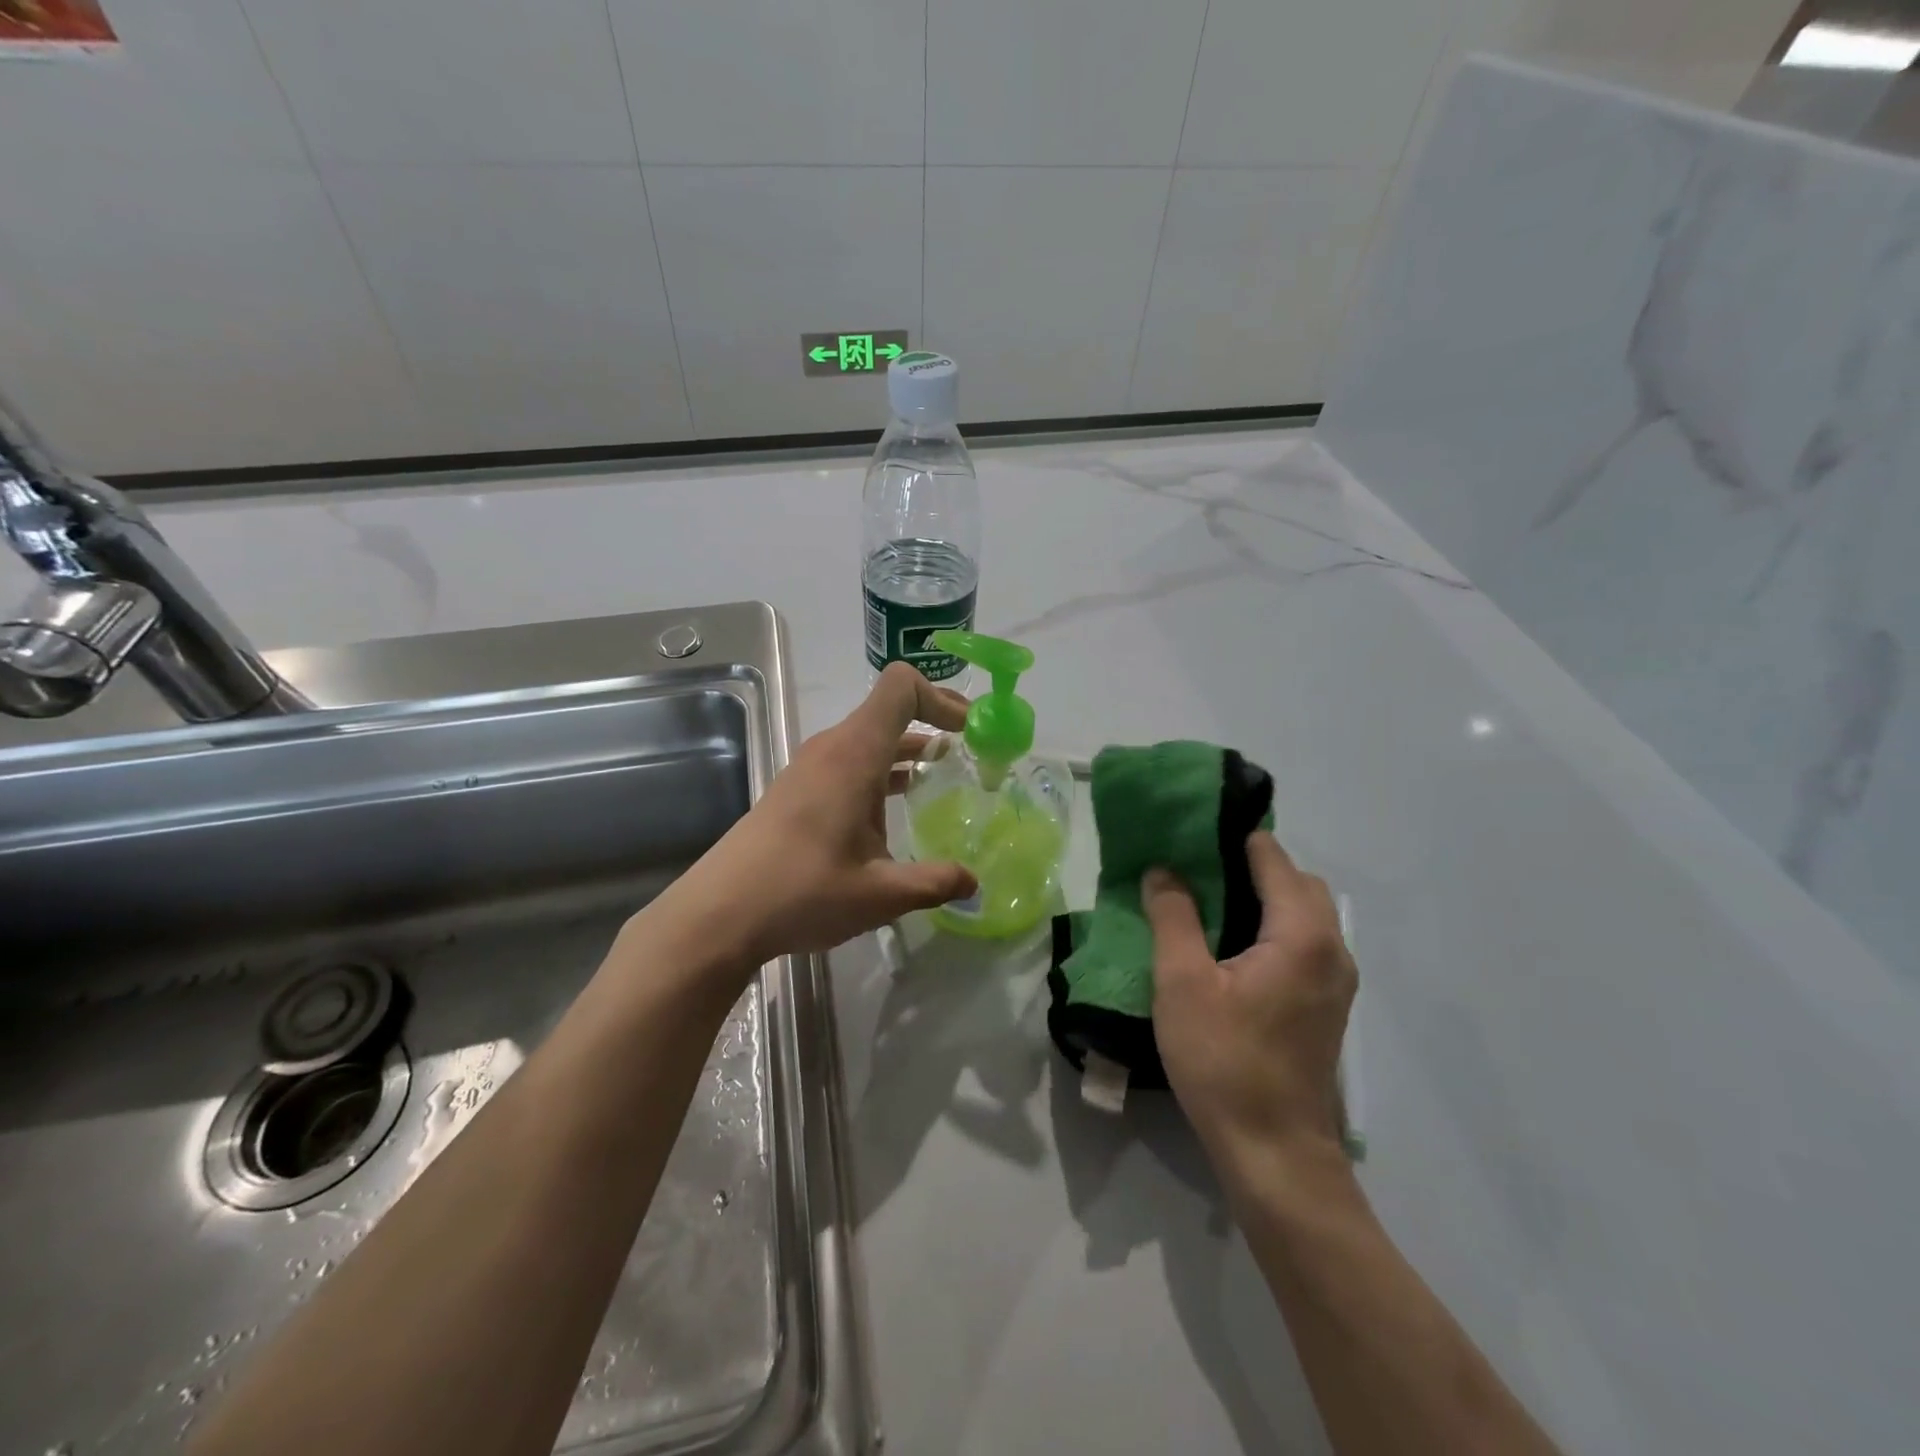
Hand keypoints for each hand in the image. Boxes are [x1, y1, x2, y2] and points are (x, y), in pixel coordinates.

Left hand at [654, 663, 978, 974]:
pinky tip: (899, 808)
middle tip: (973, 752)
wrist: (720, 913)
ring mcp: (812, 767)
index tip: (972, 731)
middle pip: (889, 709)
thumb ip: (934, 882)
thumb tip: (974, 883)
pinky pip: (852, 762)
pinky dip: (884, 771)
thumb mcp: (881, 893)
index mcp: (854, 754)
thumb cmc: (803, 892)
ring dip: (910, 749)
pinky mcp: (799, 789)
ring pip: (871, 738)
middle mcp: (833, 748)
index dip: (942, 698)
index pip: (901, 688)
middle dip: (934, 722)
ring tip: (946, 778)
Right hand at [1143, 833, 1355, 1174]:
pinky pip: (1302, 940)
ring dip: (1261, 895)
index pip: (1271, 856)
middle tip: (1193, 868)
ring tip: (1205, 901)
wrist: (1274, 1151)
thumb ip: (1174, 916)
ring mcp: (1335, 978)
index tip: (1188, 831)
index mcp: (1302, 934)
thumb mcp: (1183, 983)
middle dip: (1248, 863)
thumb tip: (1164, 870)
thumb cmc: (1225, 1061)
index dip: (1230, 836)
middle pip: (1295, 880)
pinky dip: (1271, 925)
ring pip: (1302, 911)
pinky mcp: (1326, 1003)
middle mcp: (1332, 947)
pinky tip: (1229, 945)